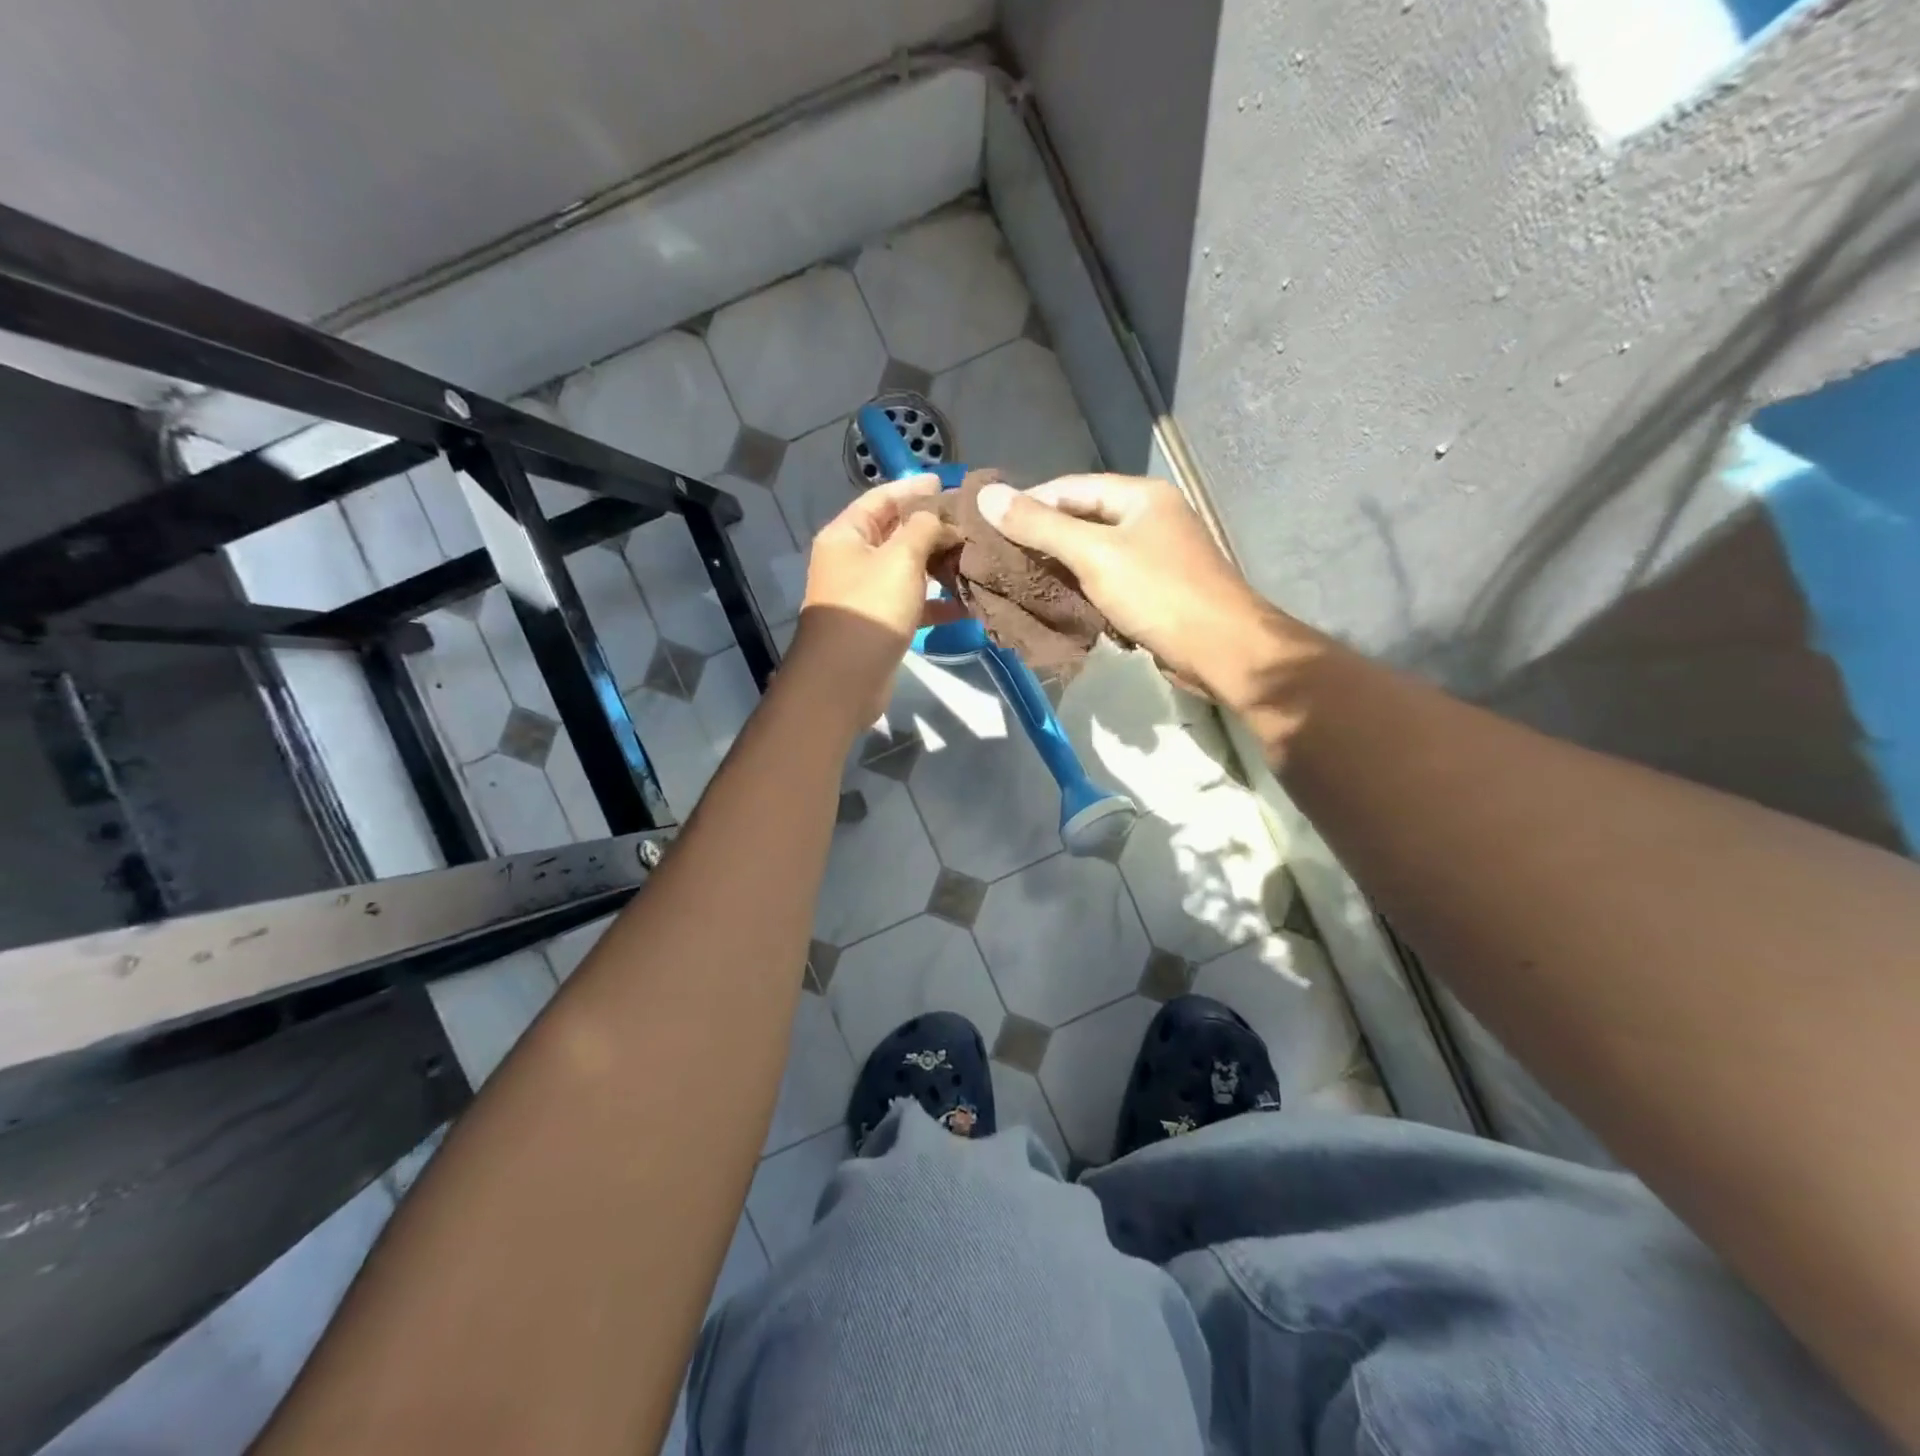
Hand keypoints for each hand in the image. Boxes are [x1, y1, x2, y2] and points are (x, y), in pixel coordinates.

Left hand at [787, 475, 962, 733]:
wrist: (844, 680)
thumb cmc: (870, 609)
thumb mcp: (901, 559)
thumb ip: (924, 528)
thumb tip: (941, 519)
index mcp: (847, 535)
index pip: (882, 499)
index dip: (914, 488)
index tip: (949, 483)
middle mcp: (853, 560)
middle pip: (896, 533)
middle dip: (933, 527)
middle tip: (972, 523)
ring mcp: (867, 594)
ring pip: (908, 570)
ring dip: (939, 564)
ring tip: (976, 557)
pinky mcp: (881, 624)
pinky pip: (913, 603)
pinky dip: (937, 602)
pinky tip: (968, 602)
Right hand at [977, 474, 1298, 706]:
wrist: (1223, 650)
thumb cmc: (1159, 594)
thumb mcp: (1094, 555)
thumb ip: (1041, 526)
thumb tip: (987, 495)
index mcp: (1141, 496)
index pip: (1070, 487)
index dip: (1028, 502)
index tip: (988, 525)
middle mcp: (1150, 518)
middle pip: (1082, 519)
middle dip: (1040, 537)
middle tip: (997, 557)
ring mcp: (1156, 555)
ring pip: (1094, 553)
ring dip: (1058, 566)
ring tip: (1016, 580)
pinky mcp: (1156, 590)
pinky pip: (1108, 580)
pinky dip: (1080, 588)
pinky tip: (1054, 602)